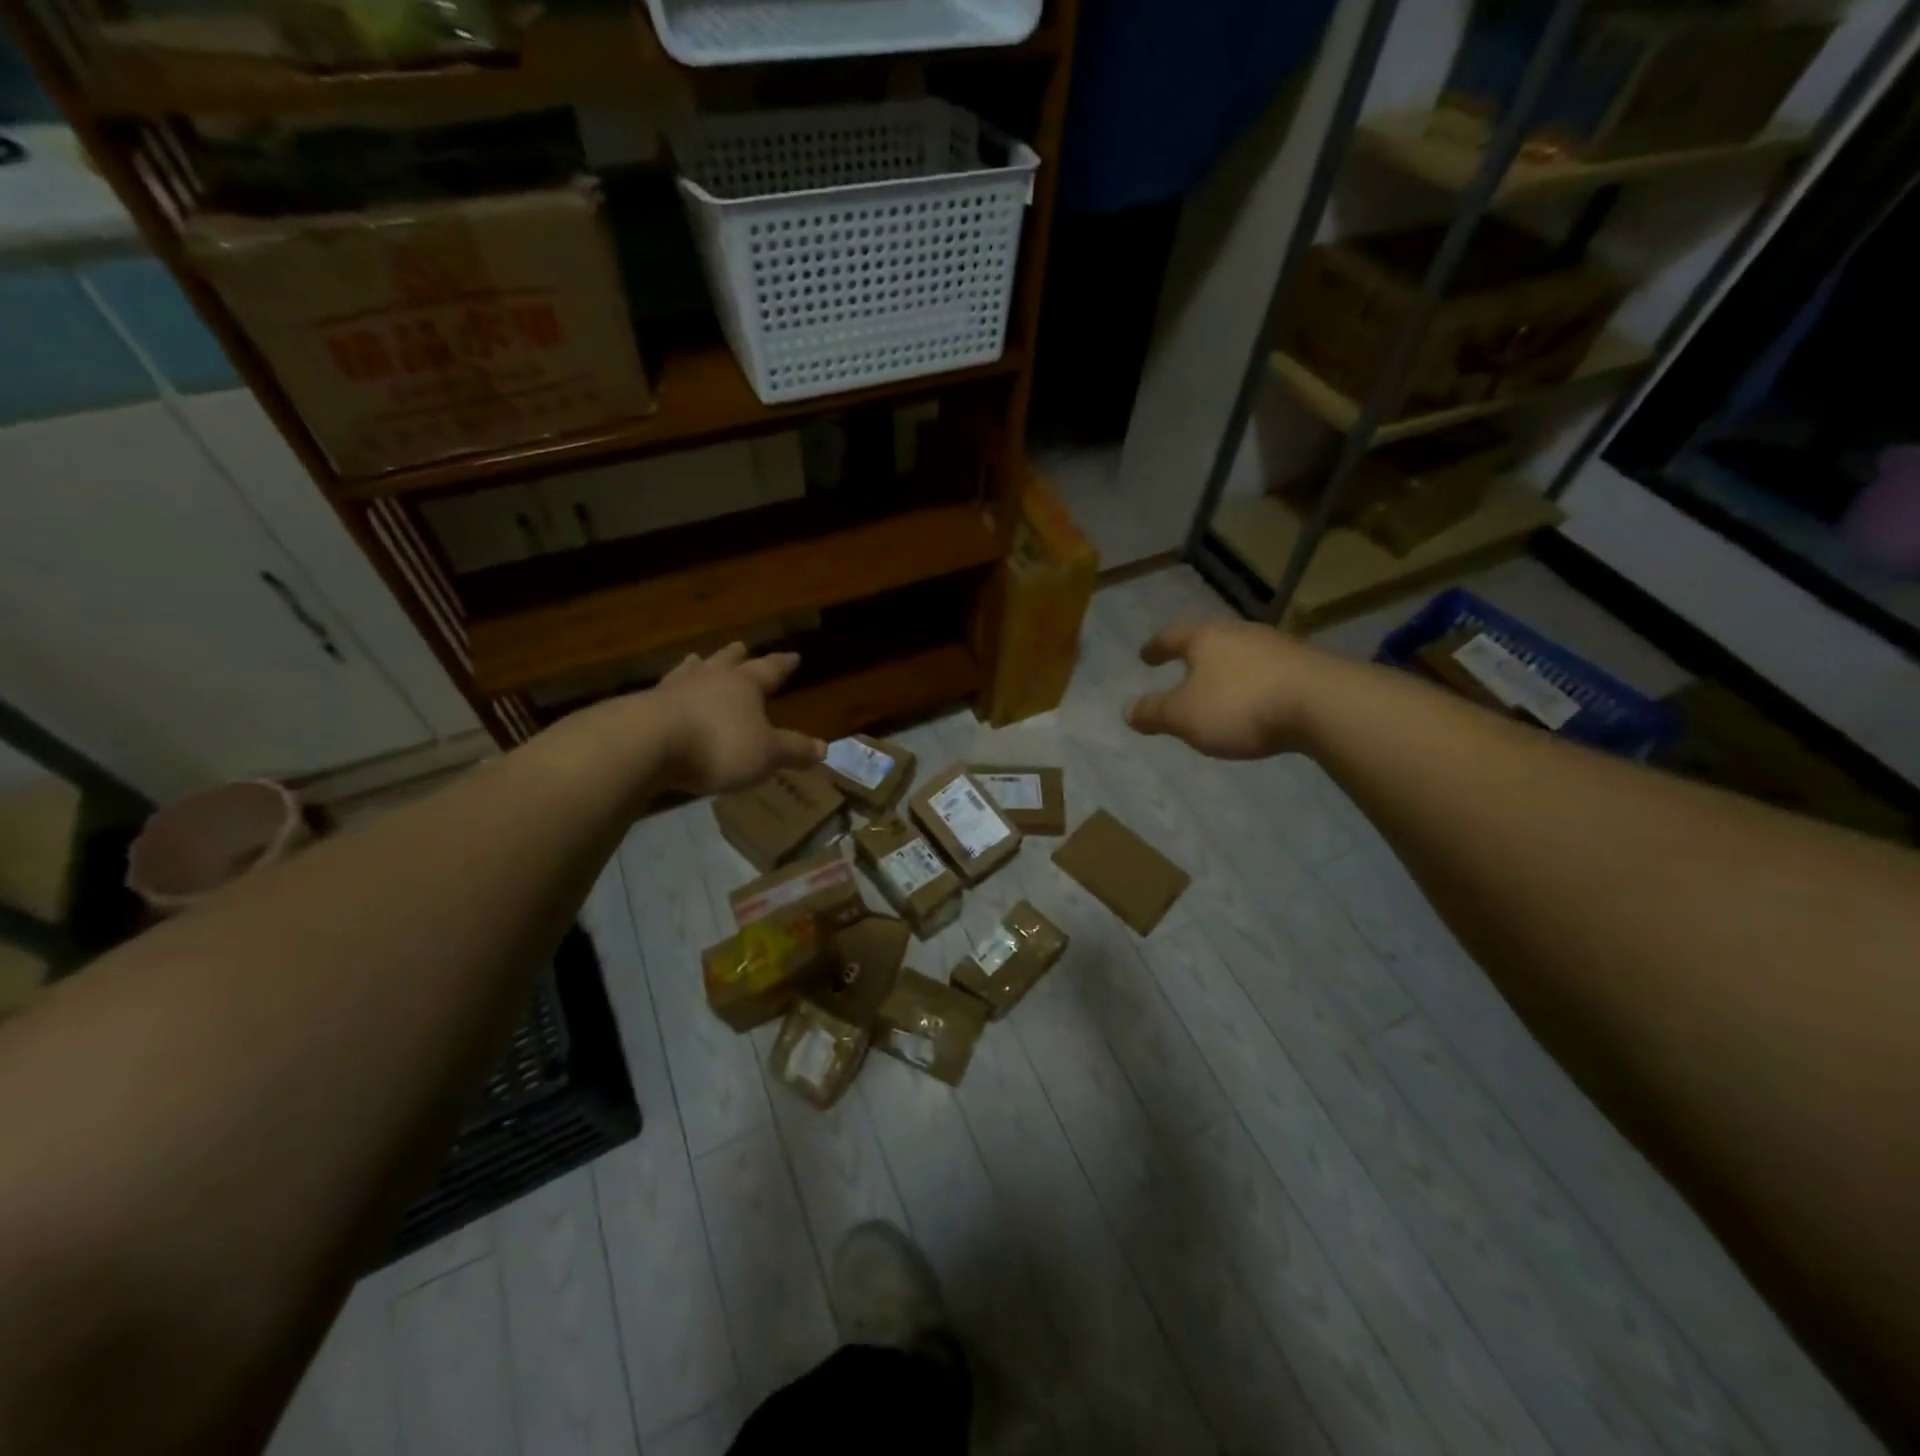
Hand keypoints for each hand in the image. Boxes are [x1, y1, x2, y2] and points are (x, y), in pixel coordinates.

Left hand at [644, 643, 825, 795]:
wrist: (647, 744)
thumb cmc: (718, 745)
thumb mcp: (766, 753)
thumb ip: (794, 750)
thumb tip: (824, 748)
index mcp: (744, 685)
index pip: (769, 670)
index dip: (782, 664)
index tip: (793, 656)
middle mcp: (710, 679)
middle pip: (726, 662)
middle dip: (736, 656)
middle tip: (740, 645)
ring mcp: (673, 690)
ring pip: (690, 671)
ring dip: (697, 667)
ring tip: (696, 659)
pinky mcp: (643, 708)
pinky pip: (663, 694)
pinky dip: (670, 693)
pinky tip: (664, 696)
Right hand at [1124, 618, 1335, 758]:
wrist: (1323, 704)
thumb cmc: (1240, 705)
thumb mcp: (1184, 716)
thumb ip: (1154, 713)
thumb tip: (1127, 710)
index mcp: (1205, 638)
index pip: (1172, 636)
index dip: (1156, 647)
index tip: (1145, 656)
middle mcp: (1239, 633)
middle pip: (1209, 639)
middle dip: (1194, 654)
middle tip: (1182, 668)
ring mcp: (1276, 646)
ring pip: (1240, 653)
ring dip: (1226, 668)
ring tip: (1218, 688)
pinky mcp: (1305, 666)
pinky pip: (1267, 671)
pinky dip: (1253, 682)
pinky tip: (1255, 700)